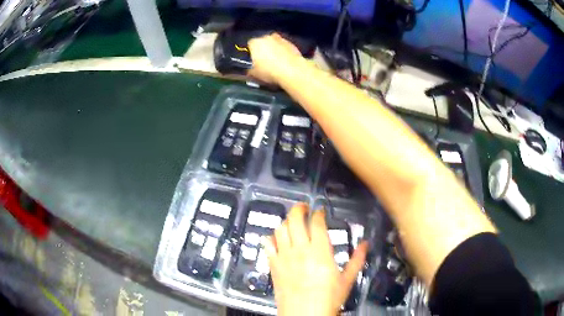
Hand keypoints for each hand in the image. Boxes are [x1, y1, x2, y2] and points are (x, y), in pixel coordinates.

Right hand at [247, 33, 302, 84]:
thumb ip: (249, 70)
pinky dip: (283, 51)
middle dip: (263, 49)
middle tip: (264, 61)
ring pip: (274, 43)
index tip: (253, 60)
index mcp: (255, 42)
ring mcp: (280, 38)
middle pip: (262, 41)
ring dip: (274, 49)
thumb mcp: (254, 74)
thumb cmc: (269, 71)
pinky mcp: (291, 43)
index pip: (249, 44)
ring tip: (276, 61)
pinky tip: (285, 61)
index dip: (251, 52)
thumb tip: (249, 70)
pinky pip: (284, 46)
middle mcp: (267, 37)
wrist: (293, 71)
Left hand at [262, 203, 367, 315]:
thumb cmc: (327, 299)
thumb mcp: (347, 280)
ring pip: (280, 229)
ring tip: (291, 222)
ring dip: (285, 221)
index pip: (316, 223)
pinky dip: (271, 238)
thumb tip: (365, 244)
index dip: (318, 213)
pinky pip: (267, 245)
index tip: (320, 211)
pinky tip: (276, 238)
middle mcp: (300, 250)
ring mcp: (284, 257)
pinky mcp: (273, 265)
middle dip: (299, 209)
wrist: (304, 315)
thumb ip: (357, 259)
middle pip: (295, 219)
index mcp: (320, 251)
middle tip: (304, 207)